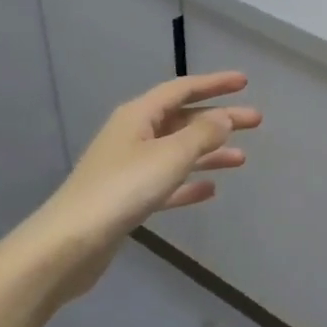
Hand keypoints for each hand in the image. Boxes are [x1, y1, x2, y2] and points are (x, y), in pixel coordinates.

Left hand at [29, 72, 260, 300]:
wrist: (71, 243)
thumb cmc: (123, 189)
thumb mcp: (169, 156)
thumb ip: (202, 135)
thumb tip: (223, 118)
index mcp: (138, 116)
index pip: (182, 89)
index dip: (214, 84)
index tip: (244, 83)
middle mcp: (133, 135)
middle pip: (183, 120)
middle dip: (219, 120)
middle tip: (255, 121)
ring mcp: (129, 168)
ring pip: (178, 152)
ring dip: (209, 153)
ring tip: (241, 159)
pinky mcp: (128, 199)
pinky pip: (167, 183)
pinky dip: (188, 183)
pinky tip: (210, 190)